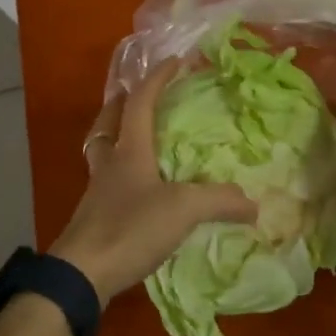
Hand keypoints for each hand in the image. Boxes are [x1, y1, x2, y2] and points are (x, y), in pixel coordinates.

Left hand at [50, 59, 256, 300]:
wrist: (81, 275)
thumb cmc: (129, 228)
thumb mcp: (183, 210)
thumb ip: (220, 201)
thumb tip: (254, 203)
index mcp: (129, 150)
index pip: (140, 102)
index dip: (156, 79)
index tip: (174, 61)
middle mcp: (109, 164)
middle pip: (108, 122)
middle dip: (121, 102)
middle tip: (136, 94)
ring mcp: (98, 191)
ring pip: (103, 150)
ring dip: (116, 135)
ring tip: (136, 137)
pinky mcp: (95, 217)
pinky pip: (106, 181)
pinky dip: (119, 172)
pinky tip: (135, 187)